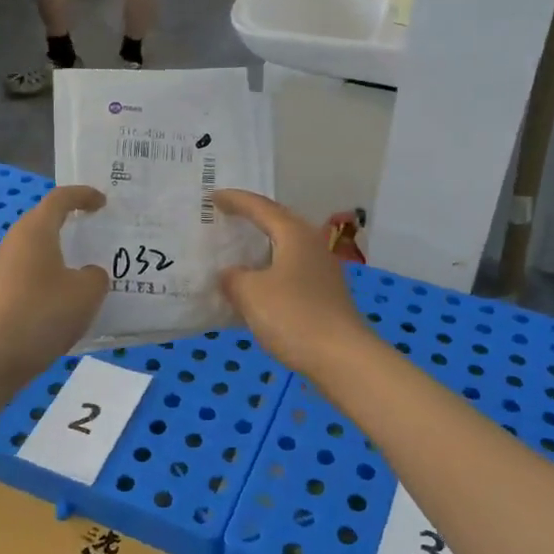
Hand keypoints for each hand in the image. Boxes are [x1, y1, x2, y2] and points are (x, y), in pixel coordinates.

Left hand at [0, 186, 109, 379]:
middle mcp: (14, 242)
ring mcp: (1, 269)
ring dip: (59, 255)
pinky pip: (28, 275)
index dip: (83, 195)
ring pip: (35, 251)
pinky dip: (48, 279)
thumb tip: (87, 275)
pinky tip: (64, 301)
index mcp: (35, 230)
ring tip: (84, 269)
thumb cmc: (44, 313)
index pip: (60, 199)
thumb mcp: (87, 292)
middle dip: (70, 224)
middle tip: (96, 232)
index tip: (102, 202)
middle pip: (43, 222)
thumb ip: (96, 276)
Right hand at [216, 191, 371, 376]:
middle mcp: (310, 244)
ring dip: (260, 246)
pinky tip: (255, 285)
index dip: (235, 200)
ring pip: (284, 247)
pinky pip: (289, 270)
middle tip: (225, 216)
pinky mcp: (323, 293)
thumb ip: (233, 278)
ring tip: (236, 249)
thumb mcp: (251, 294)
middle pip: (277, 222)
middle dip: (251, 218)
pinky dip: (269, 270)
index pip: (260, 207)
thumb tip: (231, 274)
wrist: (341, 357)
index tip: (212, 196)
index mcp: (294, 234)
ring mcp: (320, 270)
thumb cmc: (294, 316)